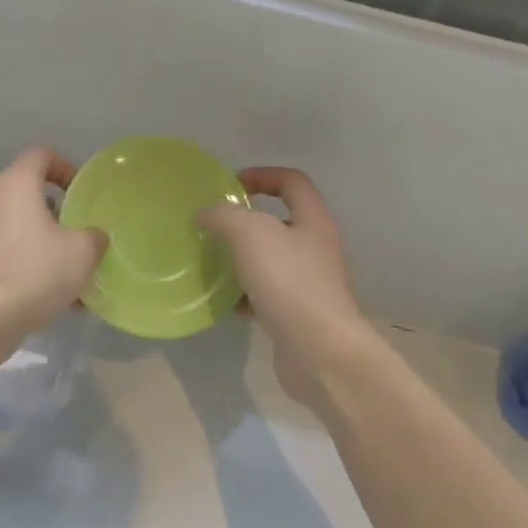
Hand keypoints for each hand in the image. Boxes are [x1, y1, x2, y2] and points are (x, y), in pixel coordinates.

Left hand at [0, 145, 107, 351]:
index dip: (65, 166)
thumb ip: (94, 236)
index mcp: (16, 185)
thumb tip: (93, 237)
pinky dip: (30, 266)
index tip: (81, 192)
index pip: (41, 154)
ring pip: (20, 228)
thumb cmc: (37, 271)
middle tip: (80, 234)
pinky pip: (10, 255)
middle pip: (29, 194)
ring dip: (46, 244)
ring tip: (72, 272)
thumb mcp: (83, 252)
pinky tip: (53, 296)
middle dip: (58, 213)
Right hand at [198, 168, 376, 405]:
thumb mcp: (250, 235)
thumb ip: (224, 216)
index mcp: (313, 221)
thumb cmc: (289, 283)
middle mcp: (317, 248)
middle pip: (281, 222)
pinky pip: (269, 295)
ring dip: (244, 260)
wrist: (320, 352)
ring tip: (215, 265)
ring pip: (272, 261)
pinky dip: (247, 296)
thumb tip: (206, 214)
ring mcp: (311, 283)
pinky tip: (229, 305)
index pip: (291, 182)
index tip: (229, 187)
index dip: (261, 175)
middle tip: (215, 228)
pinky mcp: (300, 314)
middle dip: (246, 223)